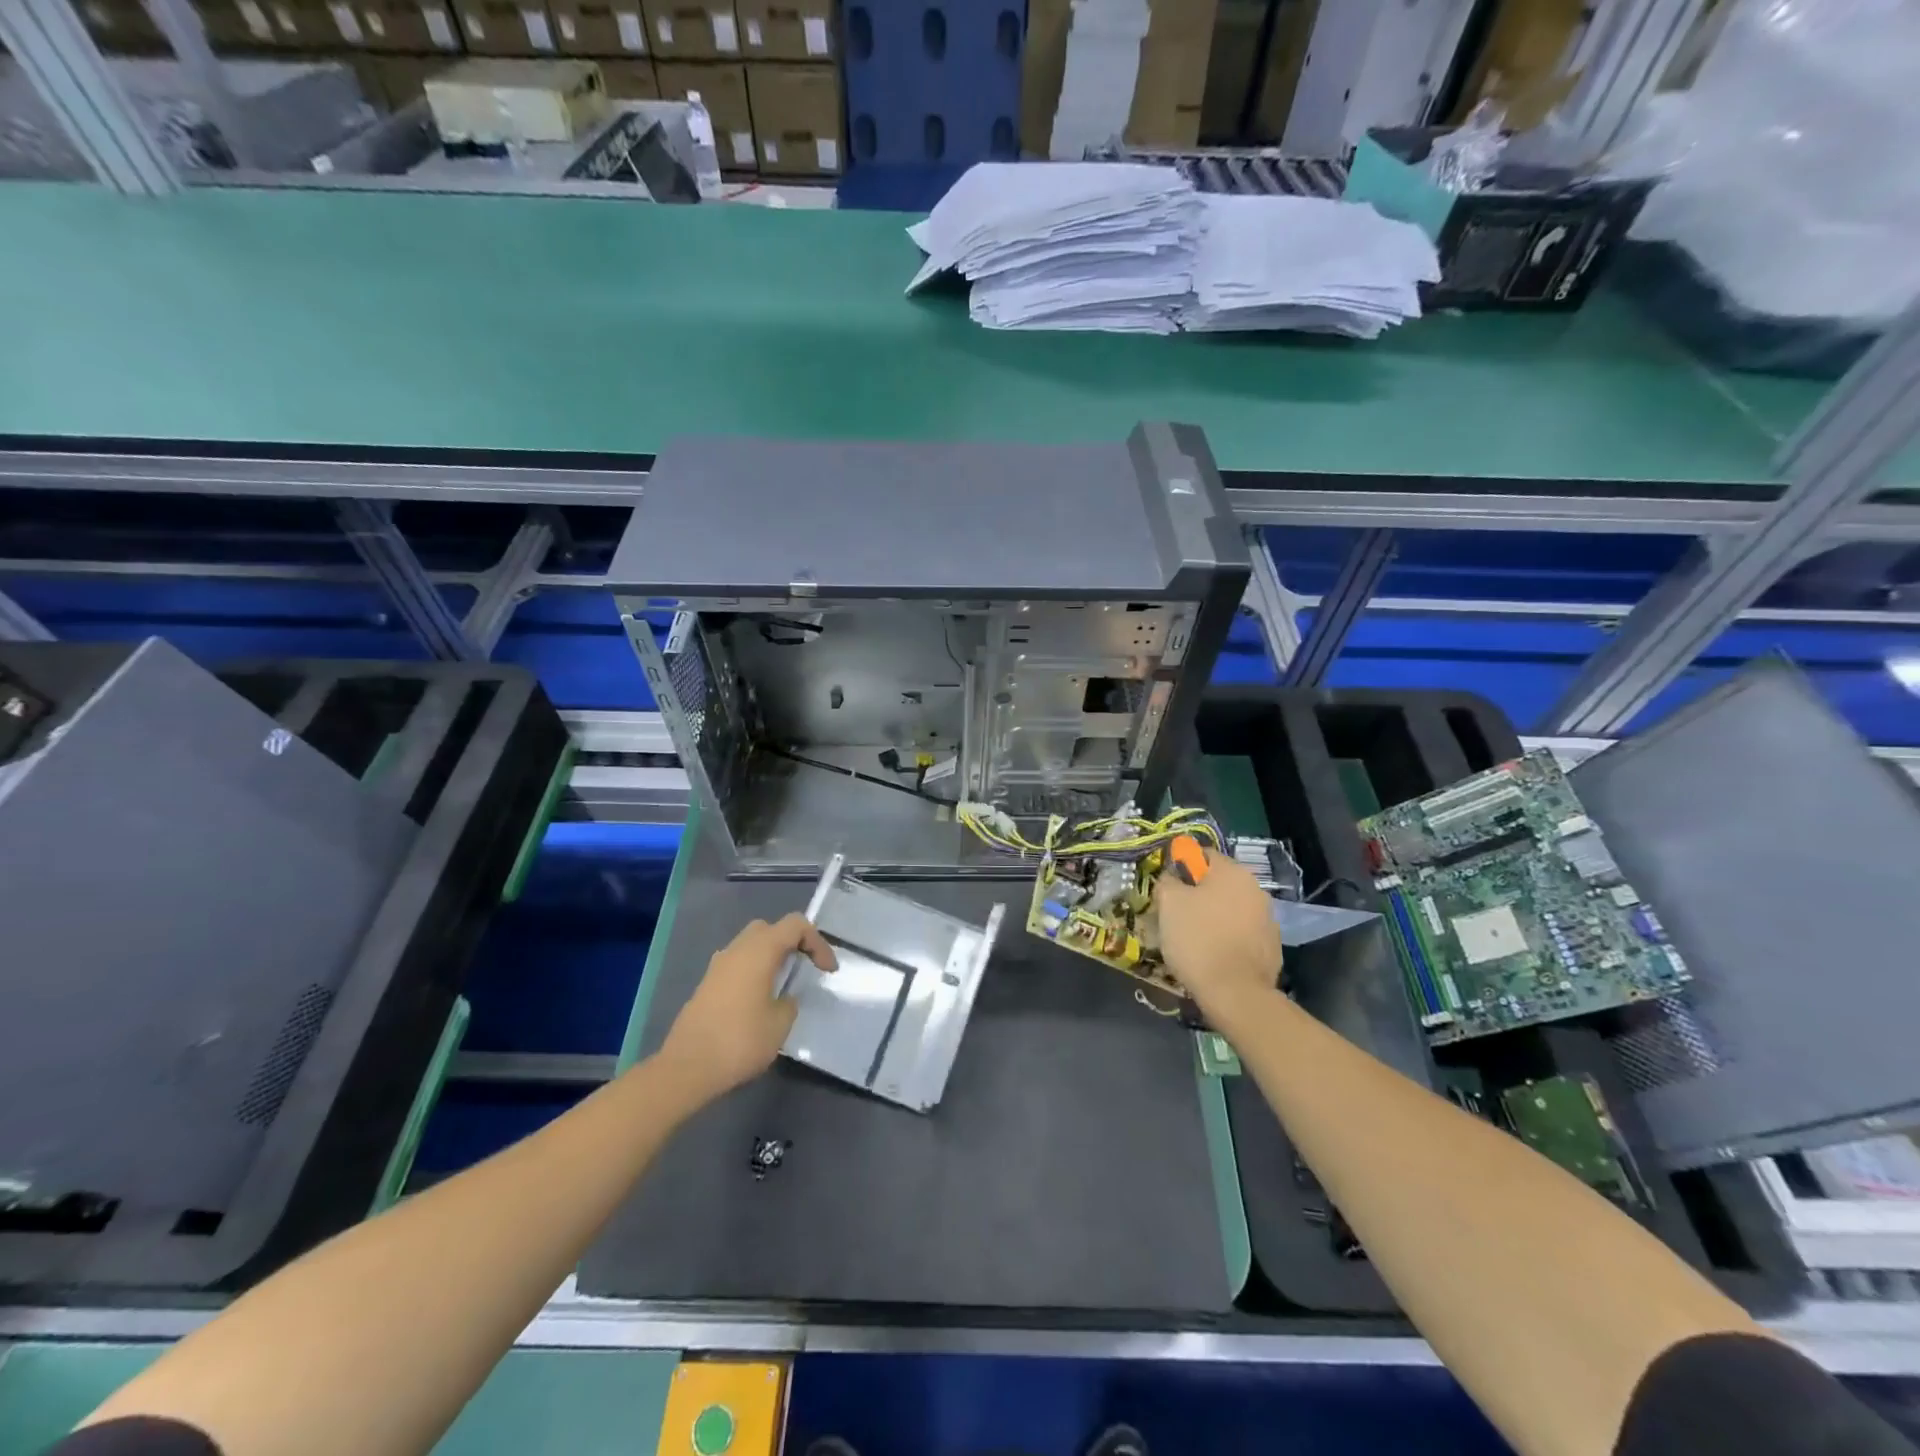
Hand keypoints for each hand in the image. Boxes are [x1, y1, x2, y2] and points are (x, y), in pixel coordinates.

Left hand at [660, 913, 835, 1100]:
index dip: (817, 942)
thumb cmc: (740, 1041)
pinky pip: (737, 964)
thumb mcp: (780, 1024)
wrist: (687, 1067)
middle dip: (792, 943)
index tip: (827, 970)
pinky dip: (753, 970)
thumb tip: (783, 998)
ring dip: (770, 956)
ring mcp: (718, 965)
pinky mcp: (707, 984)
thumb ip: (789, 1002)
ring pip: (750, 945)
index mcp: (760, 950)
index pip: (795, 925)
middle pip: (770, 929)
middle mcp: (737, 949)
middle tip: (804, 967)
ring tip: (783, 983)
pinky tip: (758, 999)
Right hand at [1155, 848, 1282, 1020]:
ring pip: (1230, 908)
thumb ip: (1168, 879)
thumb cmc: (1197, 939)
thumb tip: (1172, 875)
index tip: (1166, 889)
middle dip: (1197, 894)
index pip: (1202, 855)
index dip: (1181, 868)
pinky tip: (1213, 955)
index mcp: (1233, 872)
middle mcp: (1256, 888)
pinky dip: (1227, 937)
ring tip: (1193, 939)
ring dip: (1213, 916)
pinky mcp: (1271, 946)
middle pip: (1218, 883)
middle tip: (1175, 915)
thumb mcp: (1168, 902)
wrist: (1235, 993)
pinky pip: (1241, 933)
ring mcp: (1268, 918)